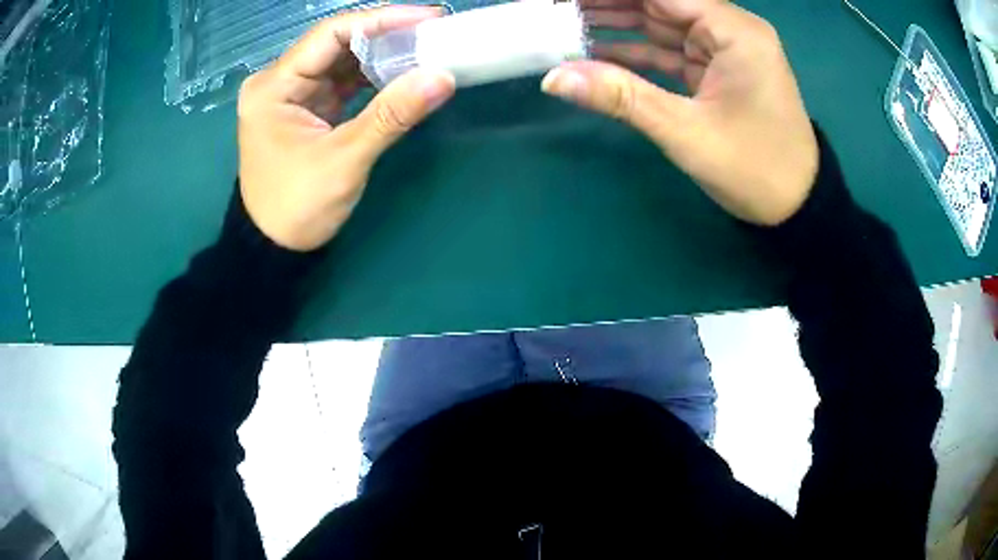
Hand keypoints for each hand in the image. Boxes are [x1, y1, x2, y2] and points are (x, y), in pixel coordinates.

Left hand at [238, 7, 455, 250]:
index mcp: (273, 86)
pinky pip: (341, 80)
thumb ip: (391, 115)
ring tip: (425, 48)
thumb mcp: (344, 161)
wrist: (274, 247)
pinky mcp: (305, 107)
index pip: (330, 34)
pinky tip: (401, 72)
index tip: (428, 18)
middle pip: (336, 42)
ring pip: (341, 60)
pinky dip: (371, 76)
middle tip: (434, 31)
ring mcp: (291, 94)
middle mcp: (278, 81)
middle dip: (385, 35)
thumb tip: (442, 78)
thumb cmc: (297, 207)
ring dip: (381, 55)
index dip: (381, 20)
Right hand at [541, 0, 817, 225]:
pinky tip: (598, 52)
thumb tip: (553, 78)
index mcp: (734, 31)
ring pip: (662, 25)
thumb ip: (621, 97)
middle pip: (659, 4)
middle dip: (608, 5)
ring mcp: (725, 49)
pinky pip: (671, 51)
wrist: (797, 207)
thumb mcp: (686, 132)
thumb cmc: (755, 169)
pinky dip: (637, 52)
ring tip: (566, 24)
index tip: (567, 2)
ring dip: (617, 24)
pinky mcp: (719, 69)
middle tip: (557, 11)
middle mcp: (731, 30)